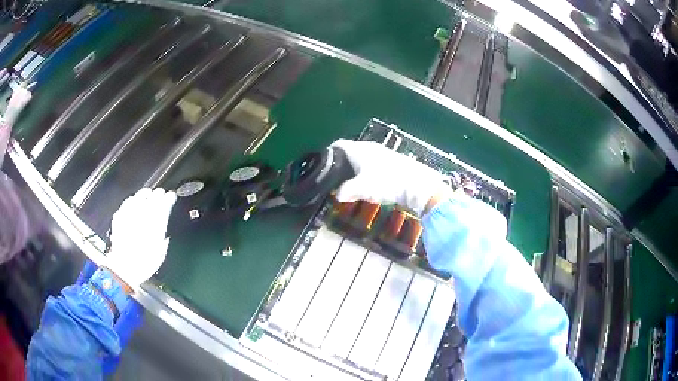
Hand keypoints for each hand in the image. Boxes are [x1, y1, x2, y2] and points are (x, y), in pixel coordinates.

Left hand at [106, 188, 176, 290]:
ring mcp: (129, 216)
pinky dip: (131, 201)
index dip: (168, 199)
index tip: (171, 196)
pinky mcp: (119, 218)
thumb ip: (162, 241)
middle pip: (151, 199)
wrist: (123, 268)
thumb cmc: (143, 264)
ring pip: (138, 198)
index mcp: (155, 225)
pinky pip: (126, 204)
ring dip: (144, 194)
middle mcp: (142, 217)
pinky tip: (132, 201)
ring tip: (147, 192)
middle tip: (161, 192)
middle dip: (158, 195)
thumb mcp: (159, 255)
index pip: (163, 206)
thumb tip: (164, 236)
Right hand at [331, 139, 452, 215]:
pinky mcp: (391, 162)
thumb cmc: (387, 182)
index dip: (328, 153)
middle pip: (349, 151)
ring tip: (348, 183)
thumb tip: (338, 195)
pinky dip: (366, 173)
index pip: (338, 145)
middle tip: (332, 177)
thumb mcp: (363, 189)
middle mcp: (370, 148)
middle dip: (340, 164)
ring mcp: (382, 154)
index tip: (321, 164)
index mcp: (359, 149)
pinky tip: (368, 184)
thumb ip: (347, 191)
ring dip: (354, 169)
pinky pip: (372, 165)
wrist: (417, 185)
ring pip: (362, 159)